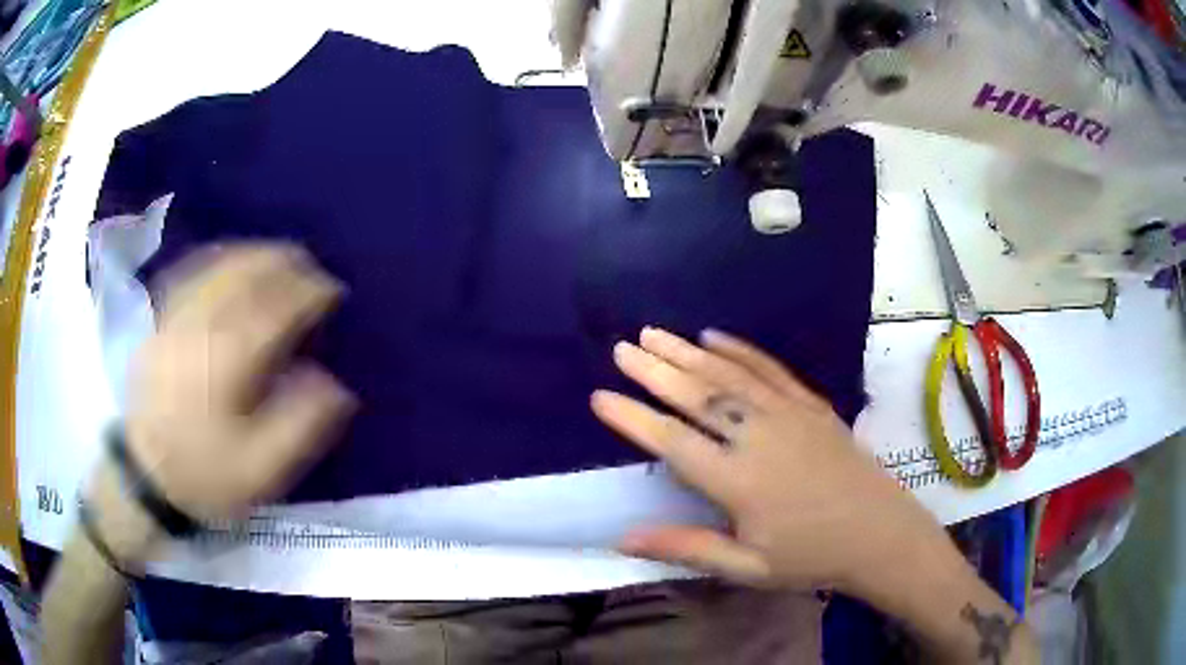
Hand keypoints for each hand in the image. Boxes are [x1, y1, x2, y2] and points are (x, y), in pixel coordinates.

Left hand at [123, 243, 355, 523]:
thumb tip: (333, 383)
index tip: (334, 292)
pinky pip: (192, 271)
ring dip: (255, 254)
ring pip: (219, 264)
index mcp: (229, 358)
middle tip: (311, 269)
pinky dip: (218, 259)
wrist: (143, 476)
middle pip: (247, 271)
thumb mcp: (260, 469)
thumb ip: (299, 424)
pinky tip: (230, 262)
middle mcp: (201, 323)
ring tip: (278, 259)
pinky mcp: (160, 320)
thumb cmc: (204, 473)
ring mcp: (176, 316)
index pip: (277, 305)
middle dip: (285, 262)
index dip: (310, 292)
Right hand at [591, 327, 948, 594]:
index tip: (600, 396)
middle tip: (622, 347)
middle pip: (698, 396)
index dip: (633, 418)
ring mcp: (788, 415)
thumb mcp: (747, 566)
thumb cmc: (810, 556)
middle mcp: (759, 438)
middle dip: (655, 370)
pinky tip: (715, 337)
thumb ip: (686, 547)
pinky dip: (739, 350)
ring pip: (729, 375)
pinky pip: (770, 370)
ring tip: (656, 333)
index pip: (673, 442)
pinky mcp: (811, 405)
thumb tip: (623, 538)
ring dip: (688, 352)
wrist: (879, 533)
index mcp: (739, 482)